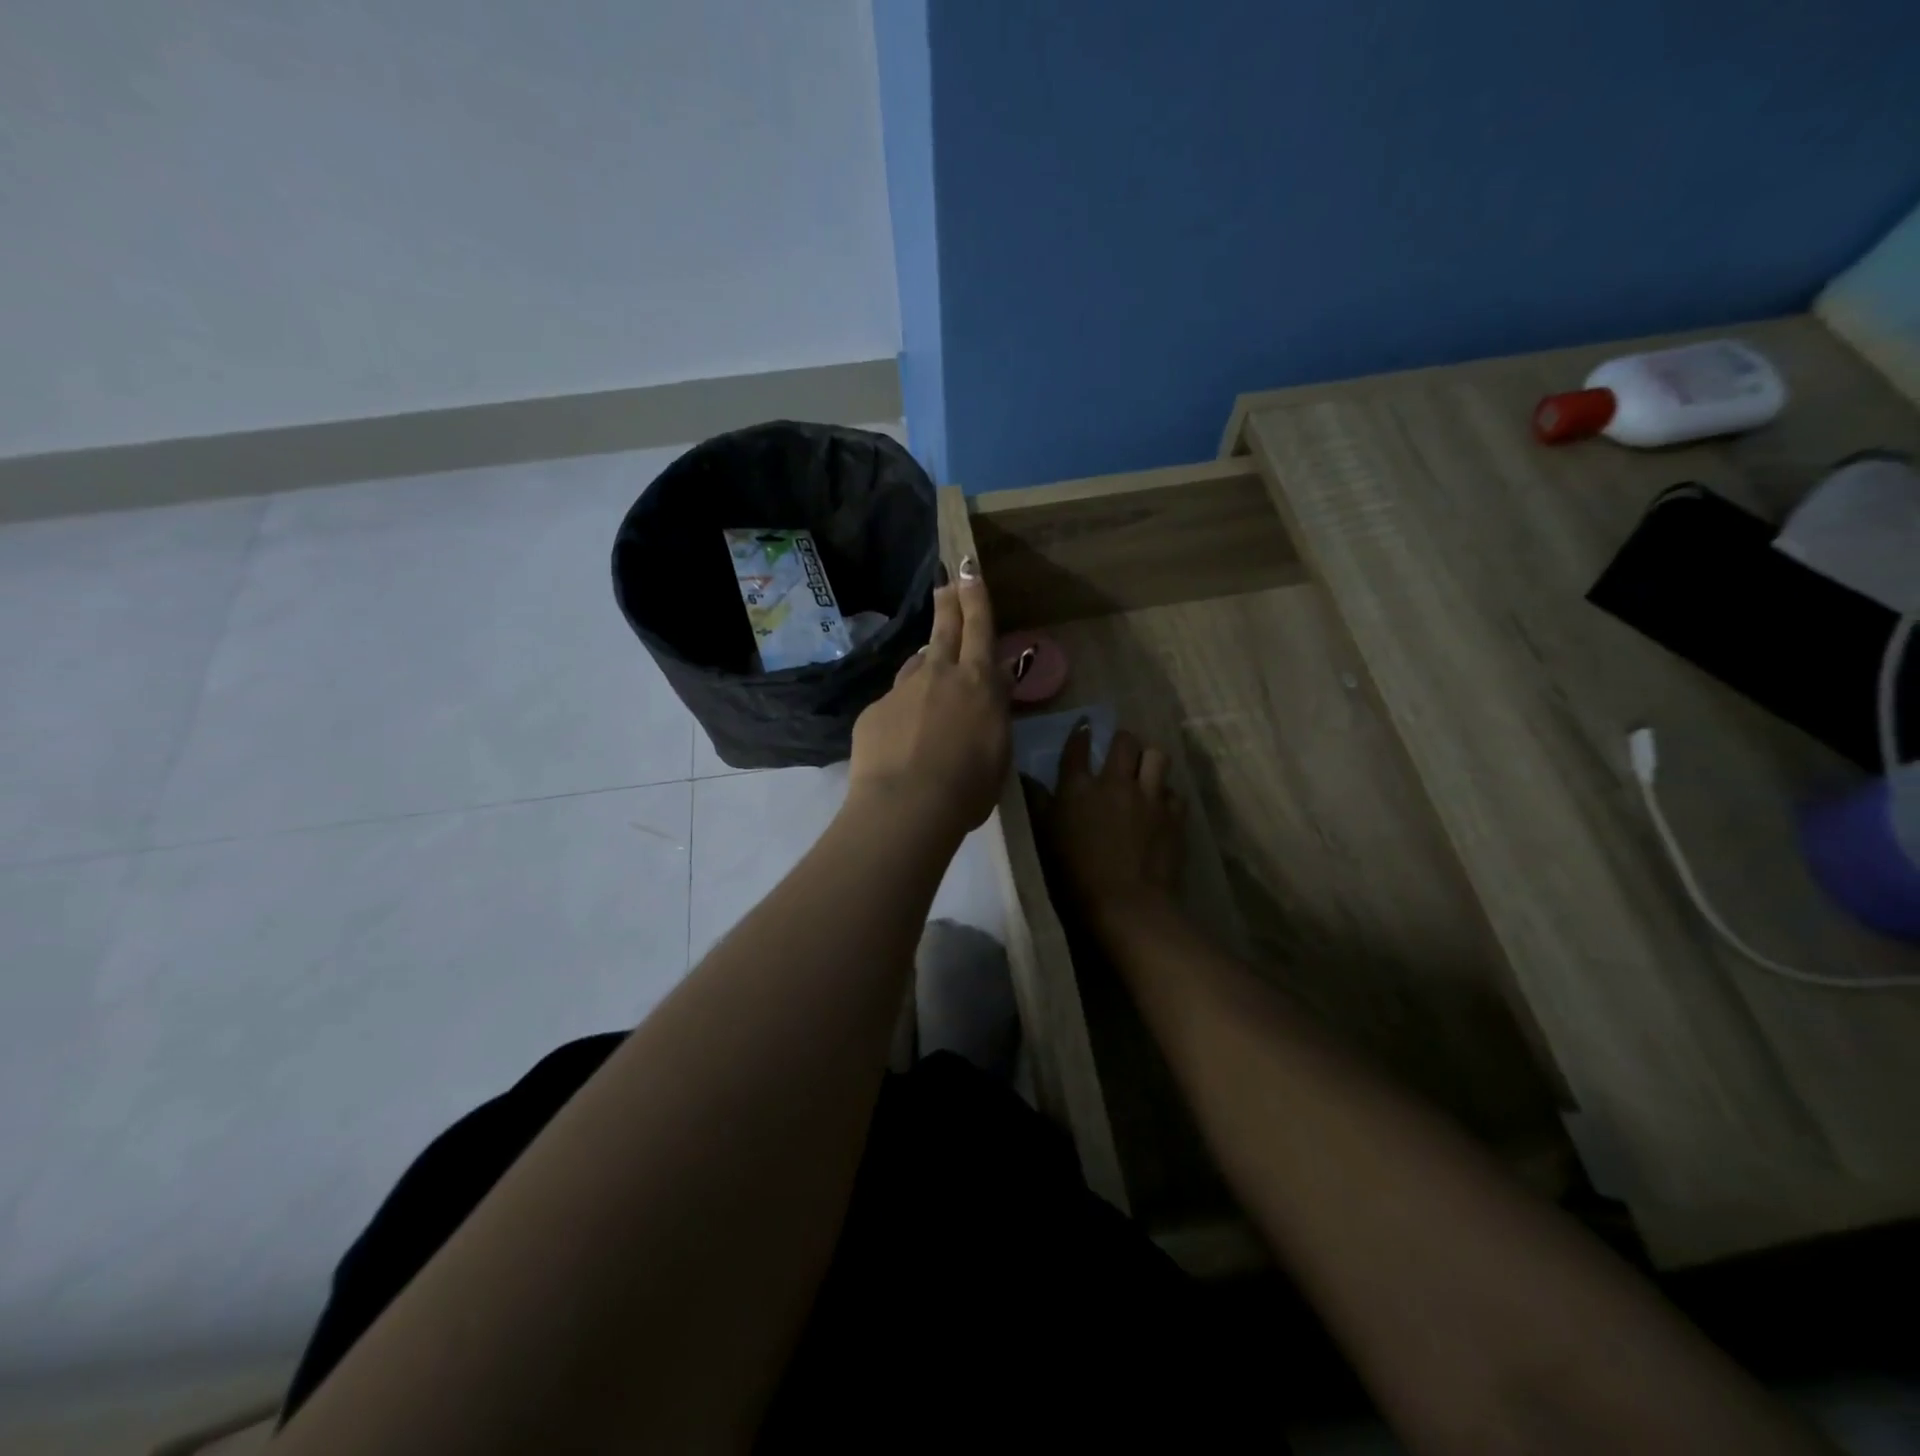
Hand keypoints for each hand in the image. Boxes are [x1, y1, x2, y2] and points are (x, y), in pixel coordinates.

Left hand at [848, 557, 1010, 839]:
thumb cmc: (967, 787)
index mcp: (977, 684)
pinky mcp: (874, 712)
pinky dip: (902, 711)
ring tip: (930, 674)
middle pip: (944, 630)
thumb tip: (996, 680)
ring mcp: (902, 691)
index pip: (979, 629)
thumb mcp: (998, 751)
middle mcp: (939, 675)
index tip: (969, 570)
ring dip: (927, 663)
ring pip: (917, 666)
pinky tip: (903, 737)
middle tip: (947, 585)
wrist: (905, 806)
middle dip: (949, 603)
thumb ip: (995, 711)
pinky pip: (893, 703)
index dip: (976, 597)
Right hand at [1037, 724, 1185, 918]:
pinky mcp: (1174, 816)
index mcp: (1079, 787)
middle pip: (1125, 742)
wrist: (1126, 904)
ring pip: (1157, 756)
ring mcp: (1149, 796)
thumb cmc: (1075, 874)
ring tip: (1145, 771)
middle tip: (1120, 751)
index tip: (1084, 726)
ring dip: (1149, 760)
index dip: (1081, 733)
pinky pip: (1174, 792)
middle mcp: (1115, 782)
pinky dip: (1166, 795)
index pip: (1078, 747)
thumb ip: (1037, 804)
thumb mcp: (1045, 837)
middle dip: (1122, 741)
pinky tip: (1160, 807)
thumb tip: (1026, 778)